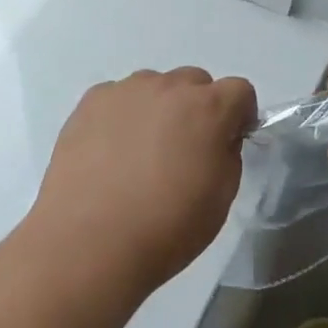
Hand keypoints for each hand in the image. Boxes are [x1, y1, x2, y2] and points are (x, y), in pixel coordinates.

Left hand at [27, 67, 257, 298]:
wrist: (88, 244)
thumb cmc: (166, 228)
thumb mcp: (220, 199)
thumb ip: (228, 155)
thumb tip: (218, 139)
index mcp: (208, 108)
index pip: (239, 90)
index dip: (239, 114)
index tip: (230, 140)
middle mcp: (170, 87)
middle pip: (196, 82)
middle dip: (198, 108)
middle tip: (183, 149)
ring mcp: (128, 90)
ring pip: (155, 86)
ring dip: (159, 109)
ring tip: (140, 153)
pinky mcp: (92, 101)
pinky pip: (119, 97)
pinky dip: (122, 116)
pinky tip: (110, 153)